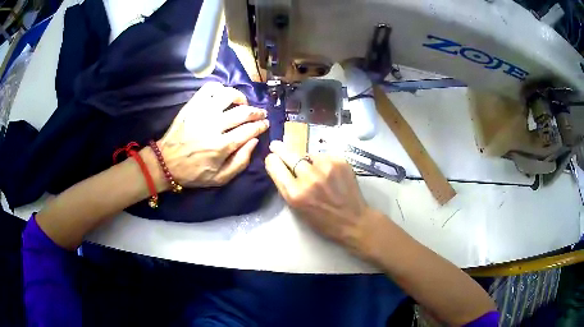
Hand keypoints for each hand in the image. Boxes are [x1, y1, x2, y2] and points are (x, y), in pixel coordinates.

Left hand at [157, 82, 268, 187]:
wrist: (165, 163)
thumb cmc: (193, 173)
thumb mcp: (220, 178)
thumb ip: (241, 162)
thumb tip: (254, 141)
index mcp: (221, 146)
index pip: (249, 130)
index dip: (261, 126)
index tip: (265, 124)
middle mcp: (213, 126)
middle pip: (242, 112)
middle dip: (256, 112)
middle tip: (260, 113)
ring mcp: (201, 113)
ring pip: (227, 95)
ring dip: (240, 97)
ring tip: (242, 103)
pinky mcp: (191, 106)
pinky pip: (208, 89)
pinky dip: (220, 88)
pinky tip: (223, 95)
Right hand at [264, 140, 376, 252]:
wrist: (353, 220)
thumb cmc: (323, 220)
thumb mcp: (297, 209)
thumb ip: (287, 188)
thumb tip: (279, 167)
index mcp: (295, 194)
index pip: (276, 167)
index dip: (272, 161)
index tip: (271, 157)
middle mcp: (309, 178)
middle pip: (289, 155)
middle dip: (280, 149)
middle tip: (276, 145)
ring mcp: (326, 167)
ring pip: (308, 154)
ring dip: (307, 160)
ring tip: (314, 170)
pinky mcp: (340, 161)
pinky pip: (324, 155)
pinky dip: (322, 161)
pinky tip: (328, 172)